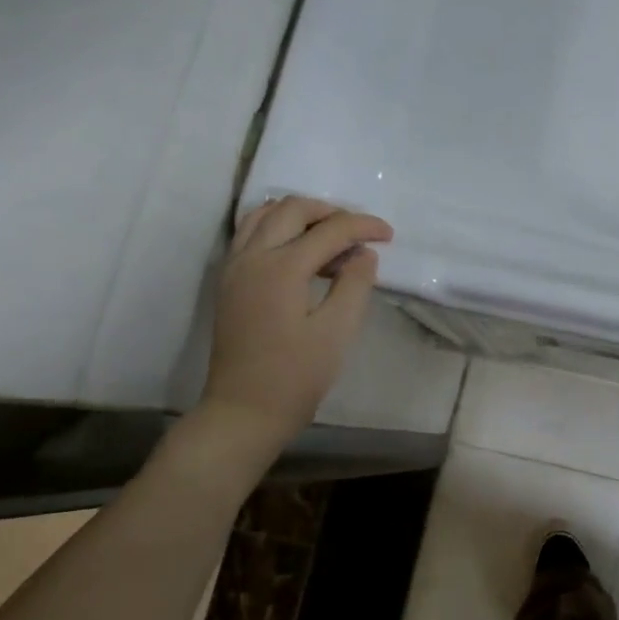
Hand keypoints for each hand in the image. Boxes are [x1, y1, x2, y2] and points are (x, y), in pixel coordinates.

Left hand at [192, 196, 393, 462]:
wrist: (244, 411)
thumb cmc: (296, 377)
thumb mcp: (337, 332)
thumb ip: (354, 285)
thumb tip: (364, 254)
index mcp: (282, 268)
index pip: (330, 230)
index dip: (364, 226)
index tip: (389, 236)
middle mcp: (252, 257)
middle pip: (293, 209)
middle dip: (332, 212)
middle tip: (360, 234)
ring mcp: (234, 267)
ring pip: (265, 215)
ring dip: (302, 217)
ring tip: (332, 240)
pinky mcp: (229, 281)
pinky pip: (250, 234)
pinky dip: (278, 229)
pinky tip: (301, 254)